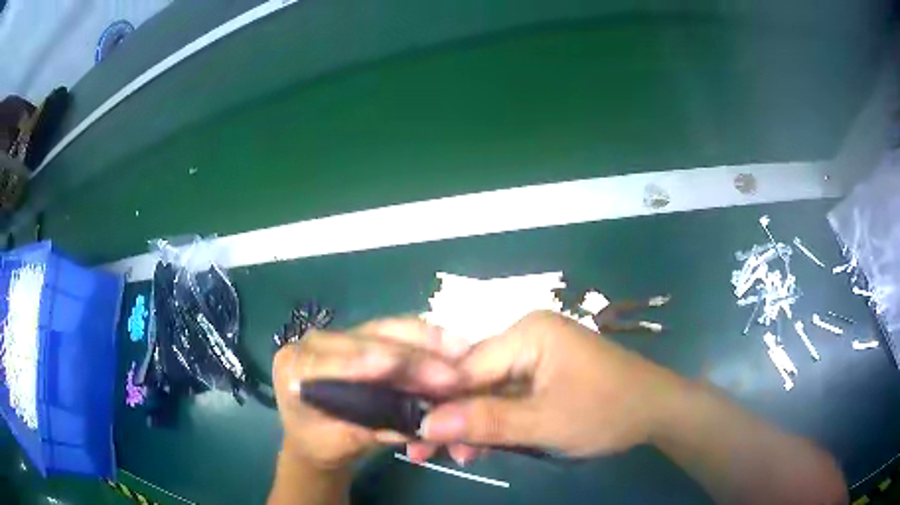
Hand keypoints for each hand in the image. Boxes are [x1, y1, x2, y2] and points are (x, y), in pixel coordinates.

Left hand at [272, 318, 469, 468]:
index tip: (396, 366)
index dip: (363, 360)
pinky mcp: (369, 341)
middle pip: (368, 339)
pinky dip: (431, 345)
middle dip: (412, 356)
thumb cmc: (319, 443)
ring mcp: (346, 336)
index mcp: (295, 365)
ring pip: (391, 331)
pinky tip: (457, 350)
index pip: (329, 358)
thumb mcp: (337, 445)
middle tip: (452, 375)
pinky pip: (402, 336)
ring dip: (429, 344)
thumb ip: (368, 431)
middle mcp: (318, 341)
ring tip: (463, 354)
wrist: (317, 436)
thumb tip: (416, 423)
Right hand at [419, 311, 679, 456]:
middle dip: (453, 417)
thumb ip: (486, 421)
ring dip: (473, 423)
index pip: (466, 366)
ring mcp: (536, 354)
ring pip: (488, 390)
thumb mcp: (545, 422)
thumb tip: (425, 424)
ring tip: (459, 457)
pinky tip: (481, 445)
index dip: (437, 400)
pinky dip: (495, 420)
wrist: (657, 410)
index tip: (412, 434)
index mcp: (528, 333)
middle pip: (475, 378)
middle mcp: (527, 335)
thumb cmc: (607, 411)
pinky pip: (508, 395)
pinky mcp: (544, 373)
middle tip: (426, 453)